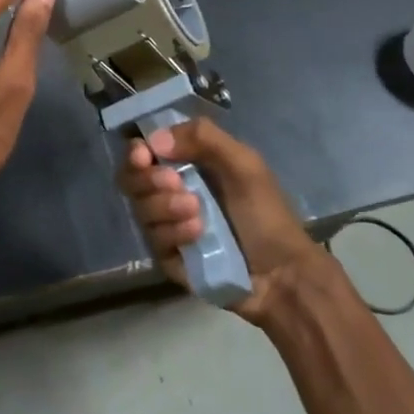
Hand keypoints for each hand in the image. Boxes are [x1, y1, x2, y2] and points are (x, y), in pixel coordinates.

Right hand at [118, 117, 331, 323]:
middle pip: (131, 179)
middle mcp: (170, 191)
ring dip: (166, 207)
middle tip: (176, 183)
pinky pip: (153, 240)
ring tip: (199, 215)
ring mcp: (167, 225)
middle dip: (150, 180)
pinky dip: (175, 234)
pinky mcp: (168, 257)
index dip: (136, 151)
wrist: (282, 275)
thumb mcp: (244, 164)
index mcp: (187, 164)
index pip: (143, 150)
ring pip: (141, 209)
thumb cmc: (266, 213)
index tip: (143, 156)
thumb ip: (204, 138)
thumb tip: (154, 139)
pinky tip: (198, 236)